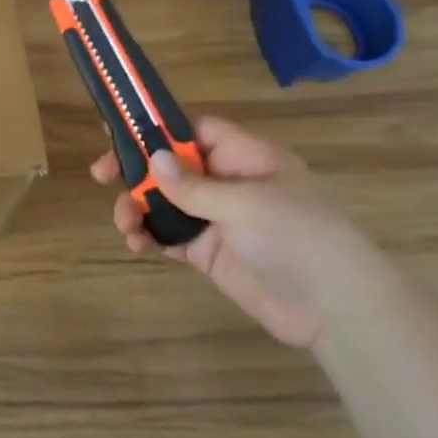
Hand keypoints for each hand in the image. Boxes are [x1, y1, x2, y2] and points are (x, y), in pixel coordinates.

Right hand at [92, 116, 393, 348]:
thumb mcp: (244, 203)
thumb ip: (194, 185)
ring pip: (164, 202)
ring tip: (125, 224)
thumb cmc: (297, 237)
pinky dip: (149, 236)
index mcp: (245, 157)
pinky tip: (137, 244)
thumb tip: (154, 158)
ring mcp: (218, 219)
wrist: (336, 309)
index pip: (194, 130)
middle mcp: (228, 182)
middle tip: (101, 175)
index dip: (157, 128)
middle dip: (135, 169)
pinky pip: (170, 236)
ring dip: (137, 207)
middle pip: (171, 165)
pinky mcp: (210, 252)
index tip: (117, 131)